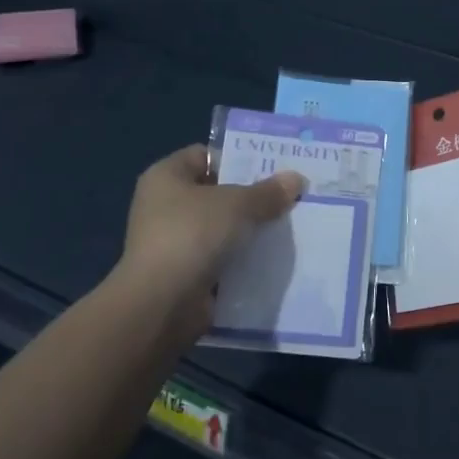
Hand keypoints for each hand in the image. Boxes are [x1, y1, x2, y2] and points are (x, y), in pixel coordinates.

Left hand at [117, 145, 305, 334]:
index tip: (273, 167)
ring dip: (249, 229)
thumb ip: (268, 192)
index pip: (205, 155)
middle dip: (251, 196)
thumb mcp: (238, 204)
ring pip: (221, 227)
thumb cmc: (192, 235)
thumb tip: (296, 179)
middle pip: (217, 192)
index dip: (238, 158)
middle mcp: (164, 205)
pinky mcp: (184, 272)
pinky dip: (242, 258)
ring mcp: (173, 241)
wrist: (162, 303)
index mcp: (166, 176)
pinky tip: (272, 256)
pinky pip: (220, 257)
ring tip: (288, 225)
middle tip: (288, 195)